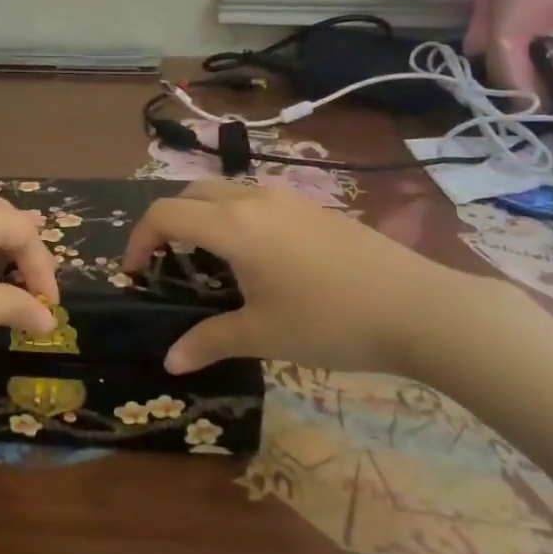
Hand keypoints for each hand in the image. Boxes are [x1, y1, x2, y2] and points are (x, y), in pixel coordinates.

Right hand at [121, 180, 503, 377]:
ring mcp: (287, 199)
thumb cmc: (329, 321)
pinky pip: (255, 200)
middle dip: (167, 222)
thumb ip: (209, 342)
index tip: (134, 273)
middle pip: (190, 193)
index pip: (164, 214)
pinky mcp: (313, 207)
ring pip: (225, 192)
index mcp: (232, 225)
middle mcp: (253, 199)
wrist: (417, 307)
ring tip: (209, 261)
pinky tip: (257, 259)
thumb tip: (169, 361)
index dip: (138, 239)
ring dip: (202, 216)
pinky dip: (234, 217)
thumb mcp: (262, 335)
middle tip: (166, 263)